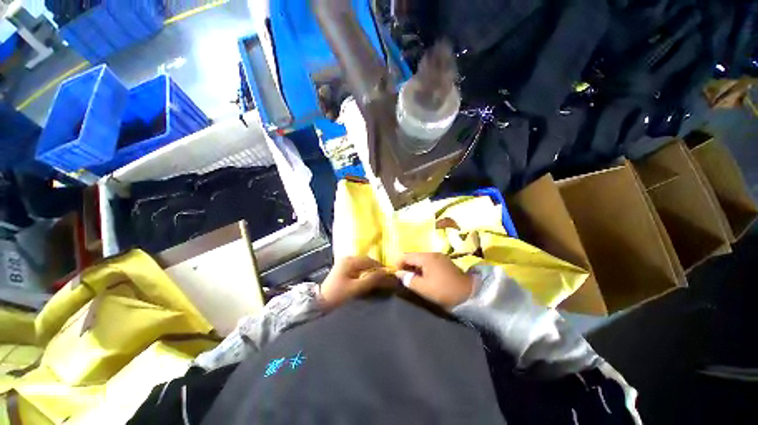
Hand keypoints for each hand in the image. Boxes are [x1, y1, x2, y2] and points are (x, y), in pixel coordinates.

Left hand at [320, 256, 396, 309]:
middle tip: (385, 278)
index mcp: (350, 260)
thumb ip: (371, 279)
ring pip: (363, 265)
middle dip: (376, 269)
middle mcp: (348, 258)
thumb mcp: (355, 288)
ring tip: (379, 280)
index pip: (370, 261)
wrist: (319, 303)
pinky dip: (365, 273)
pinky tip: (369, 280)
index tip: (389, 275)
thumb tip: (386, 273)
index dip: (380, 267)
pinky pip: (358, 268)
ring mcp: (345, 263)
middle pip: (367, 261)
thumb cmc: (337, 295)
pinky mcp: (344, 269)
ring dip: (371, 271)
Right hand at [396, 253, 473, 308]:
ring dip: (414, 266)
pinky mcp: (444, 261)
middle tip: (402, 276)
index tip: (394, 273)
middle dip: (406, 265)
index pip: (407, 256)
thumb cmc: (444, 290)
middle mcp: (432, 253)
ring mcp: (439, 256)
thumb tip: (399, 273)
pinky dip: (422, 267)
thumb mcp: (424, 288)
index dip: (398, 263)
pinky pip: (429, 261)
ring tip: (411, 277)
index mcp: (426, 258)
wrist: (469, 293)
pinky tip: (423, 276)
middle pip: (414, 256)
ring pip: (421, 259)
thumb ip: (409, 280)